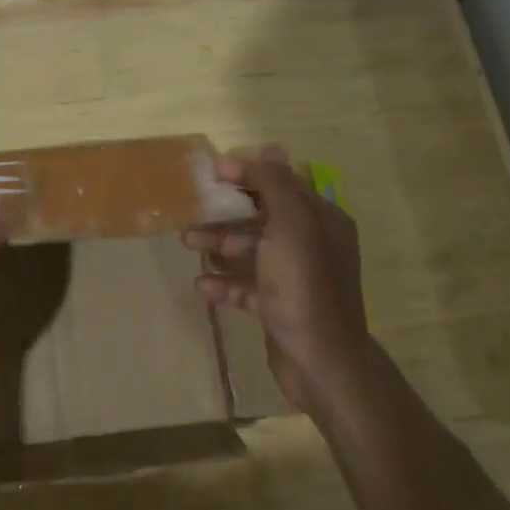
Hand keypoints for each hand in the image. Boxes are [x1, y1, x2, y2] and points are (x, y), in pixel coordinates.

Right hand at [183, 145, 374, 415]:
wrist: (321, 361)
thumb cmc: (303, 286)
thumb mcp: (291, 226)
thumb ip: (277, 185)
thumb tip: (270, 147)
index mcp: (319, 220)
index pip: (281, 184)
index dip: (248, 174)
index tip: (213, 174)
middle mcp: (310, 244)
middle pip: (262, 217)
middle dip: (227, 213)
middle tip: (192, 213)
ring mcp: (295, 277)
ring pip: (251, 251)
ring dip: (220, 245)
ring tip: (188, 244)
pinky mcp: (279, 306)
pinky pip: (247, 286)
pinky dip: (225, 283)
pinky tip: (203, 286)